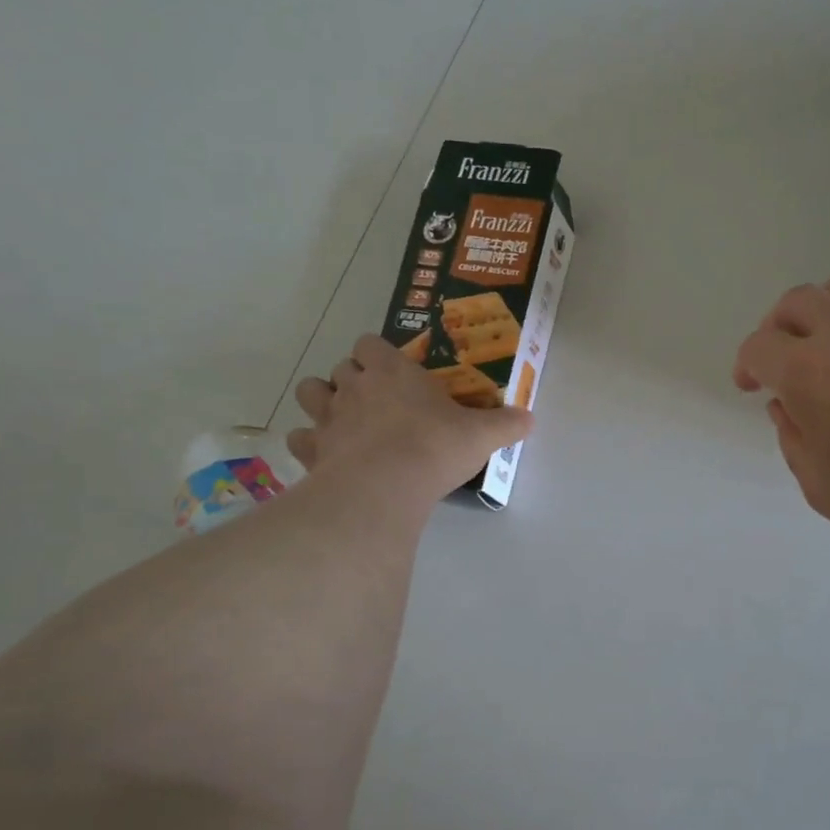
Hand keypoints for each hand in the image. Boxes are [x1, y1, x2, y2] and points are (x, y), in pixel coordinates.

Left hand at [289, 335, 531, 505]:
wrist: (386, 487)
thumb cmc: (435, 447)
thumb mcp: (482, 435)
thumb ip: (506, 424)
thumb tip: (530, 419)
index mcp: (392, 371)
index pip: (370, 342)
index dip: (377, 353)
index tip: (393, 371)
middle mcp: (354, 386)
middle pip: (340, 366)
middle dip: (352, 377)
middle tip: (376, 400)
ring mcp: (328, 417)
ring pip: (309, 392)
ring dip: (322, 401)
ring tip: (343, 419)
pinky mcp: (312, 451)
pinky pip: (300, 438)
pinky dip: (309, 444)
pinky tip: (327, 456)